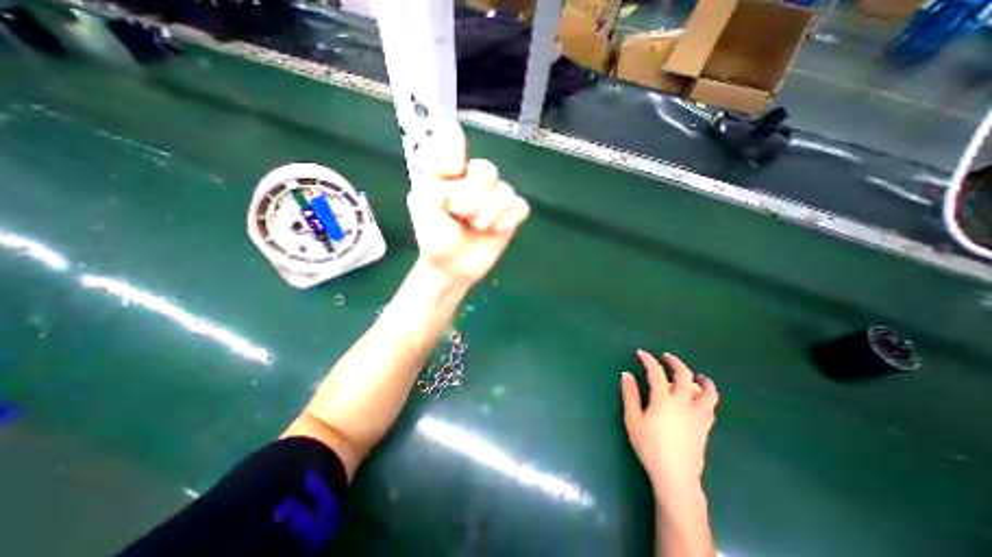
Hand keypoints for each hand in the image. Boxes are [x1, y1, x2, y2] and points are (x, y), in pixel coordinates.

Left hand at [406, 123, 530, 286]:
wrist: (452, 267)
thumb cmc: (434, 236)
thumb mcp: (422, 206)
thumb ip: (437, 179)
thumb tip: (459, 168)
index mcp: (448, 172)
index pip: (452, 138)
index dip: (454, 148)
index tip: (451, 171)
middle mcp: (472, 179)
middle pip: (486, 169)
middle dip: (474, 197)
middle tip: (461, 214)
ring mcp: (494, 196)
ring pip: (505, 190)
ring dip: (489, 213)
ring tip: (477, 228)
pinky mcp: (510, 214)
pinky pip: (520, 206)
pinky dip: (508, 220)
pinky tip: (495, 230)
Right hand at [623, 351, 716, 498]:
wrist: (675, 477)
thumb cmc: (649, 447)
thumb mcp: (633, 420)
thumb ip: (630, 395)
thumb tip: (627, 375)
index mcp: (664, 400)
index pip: (656, 373)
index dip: (648, 360)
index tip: (641, 353)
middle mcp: (684, 403)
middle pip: (684, 375)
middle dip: (675, 362)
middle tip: (666, 357)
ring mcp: (698, 415)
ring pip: (707, 392)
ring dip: (700, 379)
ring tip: (695, 375)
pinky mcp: (705, 427)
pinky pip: (711, 407)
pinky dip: (706, 397)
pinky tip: (699, 398)